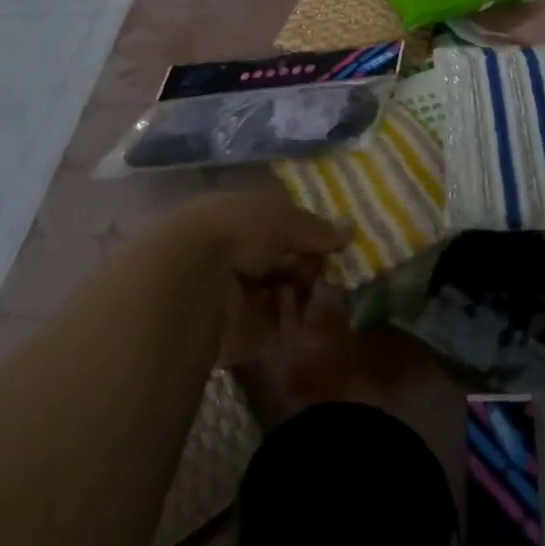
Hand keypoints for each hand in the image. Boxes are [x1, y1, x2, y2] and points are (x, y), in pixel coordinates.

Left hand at [171, 192, 352, 366]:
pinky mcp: (242, 329)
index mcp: (243, 216)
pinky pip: (279, 322)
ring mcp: (241, 291)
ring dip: (304, 292)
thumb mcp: (284, 219)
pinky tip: (301, 316)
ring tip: (311, 294)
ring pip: (286, 289)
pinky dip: (293, 319)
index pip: (284, 222)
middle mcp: (241, 251)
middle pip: (287, 258)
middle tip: (325, 270)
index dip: (310, 232)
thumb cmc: (239, 232)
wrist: (192, 283)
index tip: (334, 241)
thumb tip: (351, 228)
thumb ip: (317, 228)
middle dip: (310, 264)